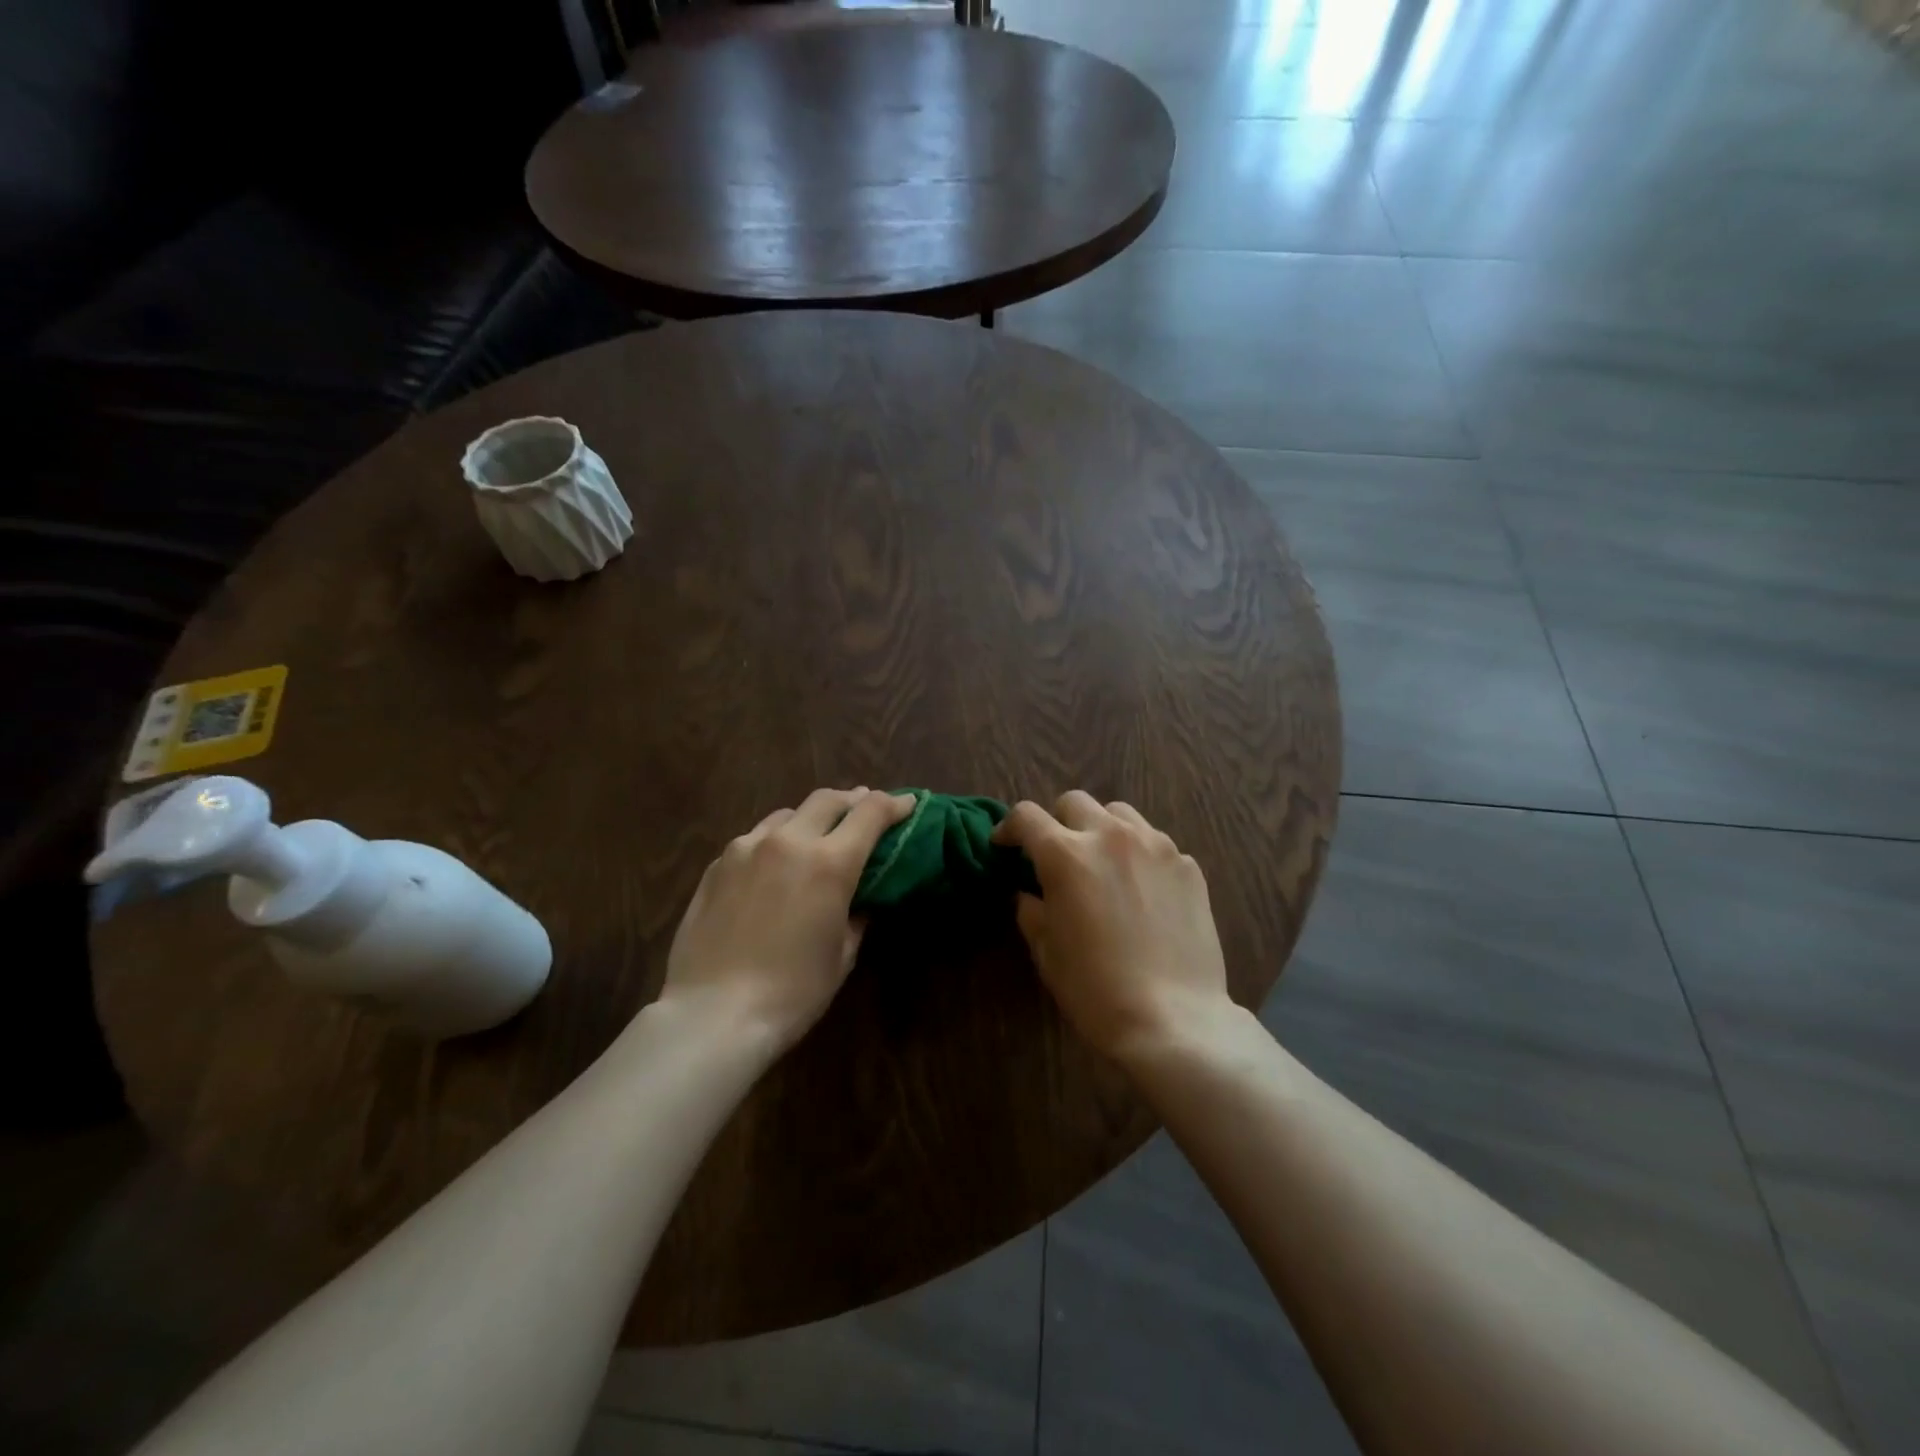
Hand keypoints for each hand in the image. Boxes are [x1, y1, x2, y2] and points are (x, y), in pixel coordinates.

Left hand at [656, 787, 912, 1055]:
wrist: (714, 1014)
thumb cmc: (793, 992)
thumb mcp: (842, 955)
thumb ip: (857, 915)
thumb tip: (861, 899)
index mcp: (829, 862)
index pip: (870, 813)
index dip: (894, 804)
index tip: (907, 804)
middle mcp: (788, 841)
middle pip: (827, 800)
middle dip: (852, 800)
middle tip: (865, 807)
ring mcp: (746, 848)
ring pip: (787, 814)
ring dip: (811, 818)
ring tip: (817, 834)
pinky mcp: (716, 865)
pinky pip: (754, 838)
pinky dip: (775, 841)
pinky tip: (774, 864)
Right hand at [994, 791, 1232, 1063]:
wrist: (1174, 1019)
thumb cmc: (1096, 990)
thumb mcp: (1047, 952)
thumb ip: (1032, 910)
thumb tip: (1030, 893)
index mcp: (1066, 855)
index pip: (1027, 816)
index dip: (1009, 827)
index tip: (1006, 846)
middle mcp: (1110, 836)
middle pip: (1074, 802)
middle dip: (1057, 822)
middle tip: (1057, 855)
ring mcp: (1156, 846)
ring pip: (1119, 813)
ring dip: (1101, 829)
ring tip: (1103, 862)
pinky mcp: (1187, 865)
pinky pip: (1155, 842)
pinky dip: (1139, 854)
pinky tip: (1141, 889)